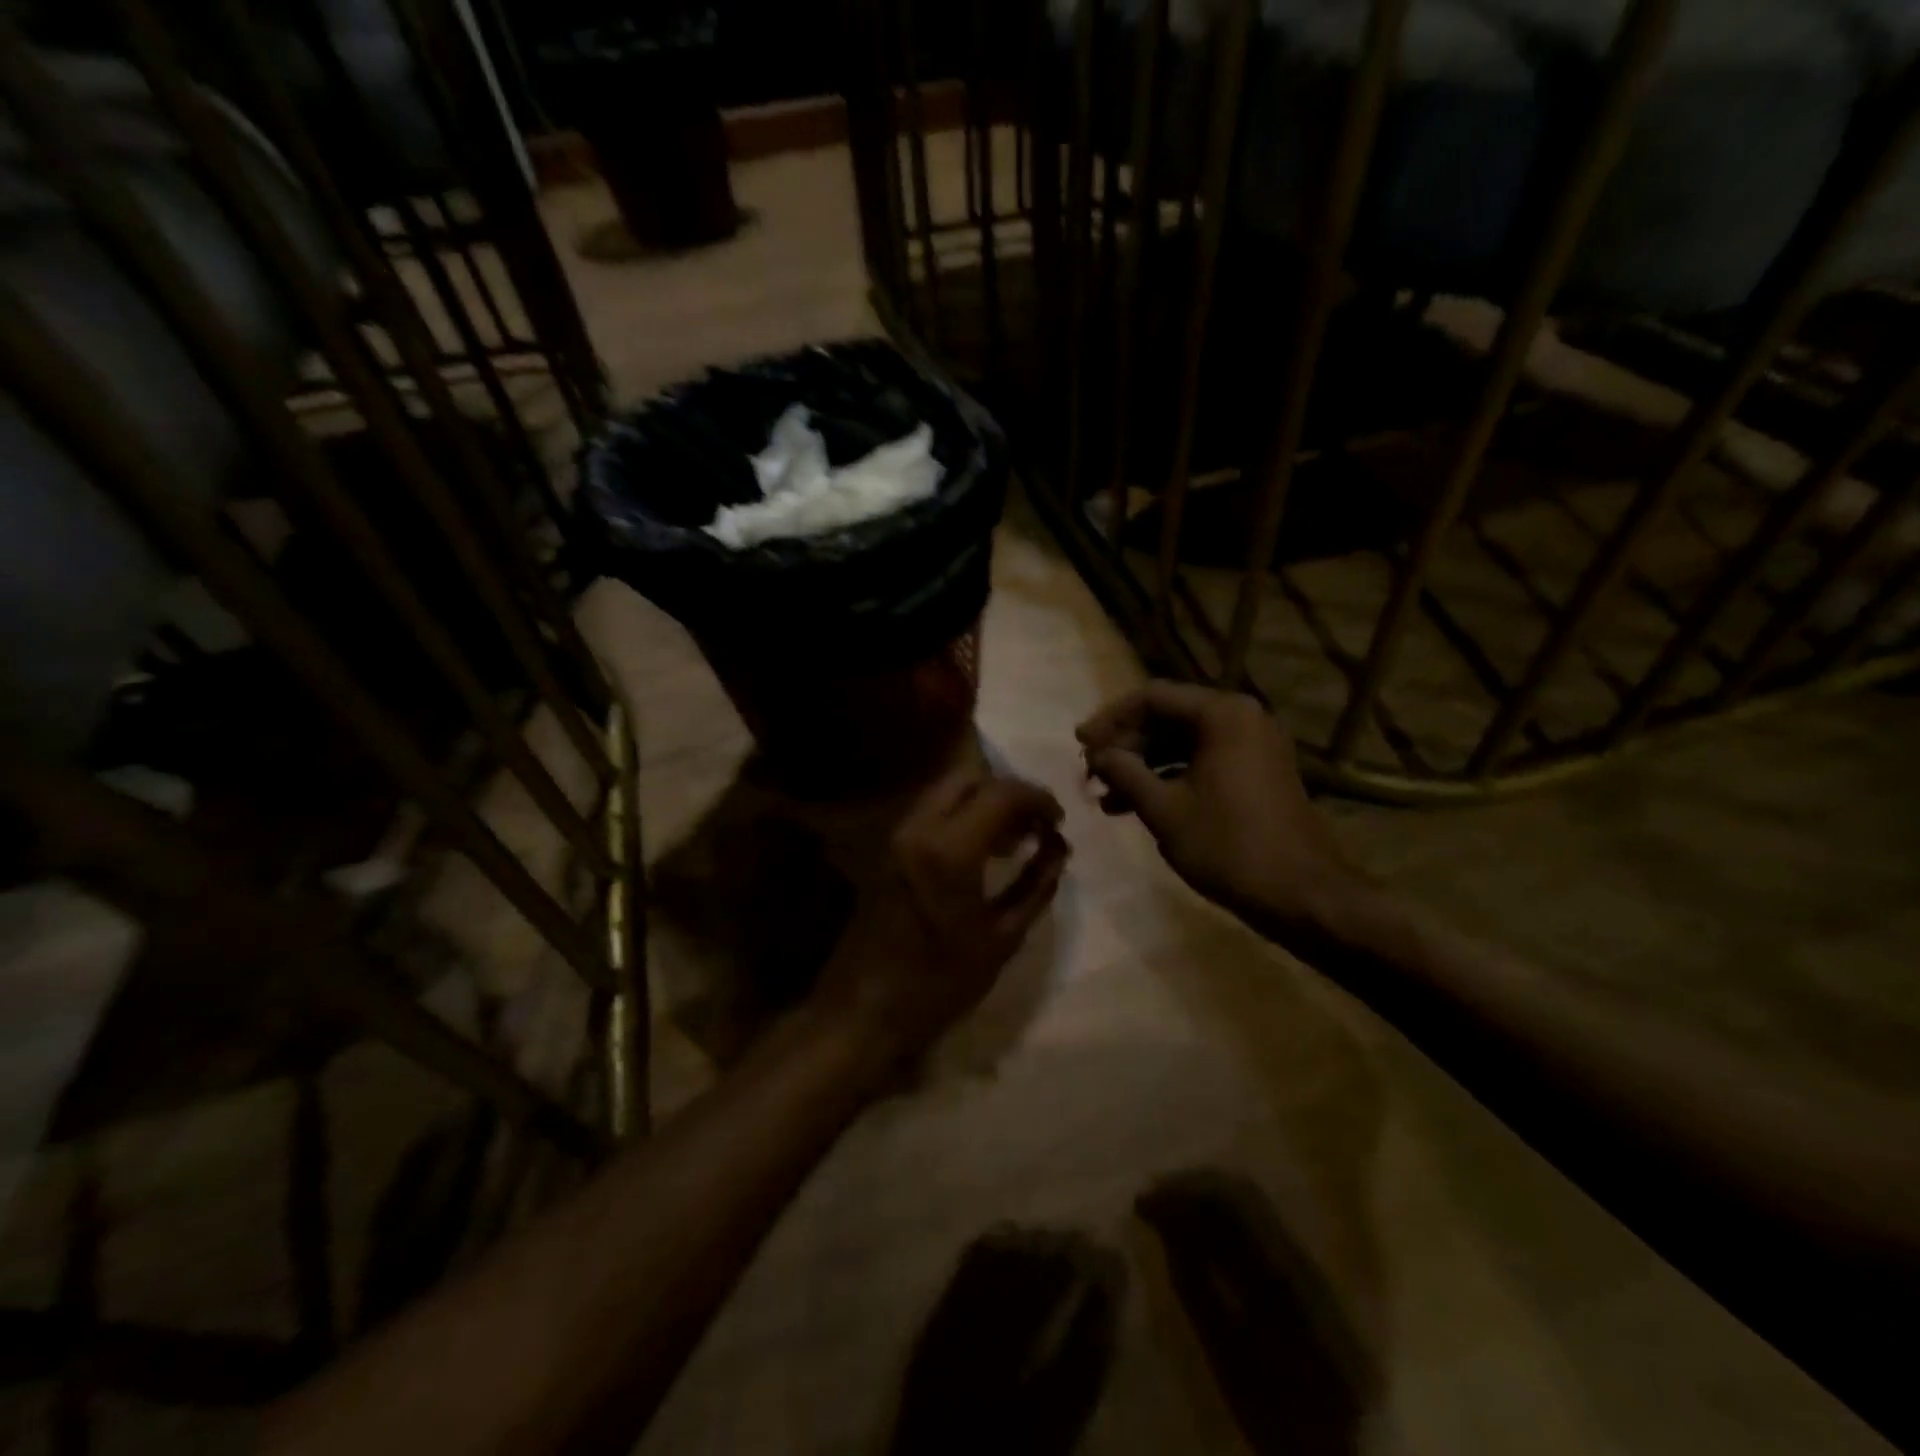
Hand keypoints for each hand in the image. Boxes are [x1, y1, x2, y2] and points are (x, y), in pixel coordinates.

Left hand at [814, 765, 1068, 1063]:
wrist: (867, 1008)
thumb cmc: (940, 982)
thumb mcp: (1003, 938)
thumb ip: (1036, 885)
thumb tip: (1058, 849)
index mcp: (950, 849)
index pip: (1001, 793)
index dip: (1038, 798)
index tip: (1058, 821)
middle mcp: (919, 828)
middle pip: (969, 776)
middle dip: (1008, 791)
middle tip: (1034, 823)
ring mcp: (897, 834)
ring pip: (946, 788)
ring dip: (983, 799)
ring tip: (1013, 837)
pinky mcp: (887, 847)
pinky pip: (931, 810)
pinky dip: (961, 813)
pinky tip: (981, 848)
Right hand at [1076, 681, 1363, 936]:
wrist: (1301, 895)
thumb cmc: (1228, 846)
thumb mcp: (1164, 809)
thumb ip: (1125, 772)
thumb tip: (1097, 754)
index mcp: (1223, 715)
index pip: (1152, 697)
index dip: (1110, 719)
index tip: (1079, 744)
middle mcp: (1242, 718)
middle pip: (1168, 717)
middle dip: (1126, 746)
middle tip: (1092, 773)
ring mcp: (1254, 745)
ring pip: (1183, 742)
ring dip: (1143, 766)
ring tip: (1106, 797)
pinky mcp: (1257, 772)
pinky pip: (1203, 761)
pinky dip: (1170, 778)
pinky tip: (1137, 806)